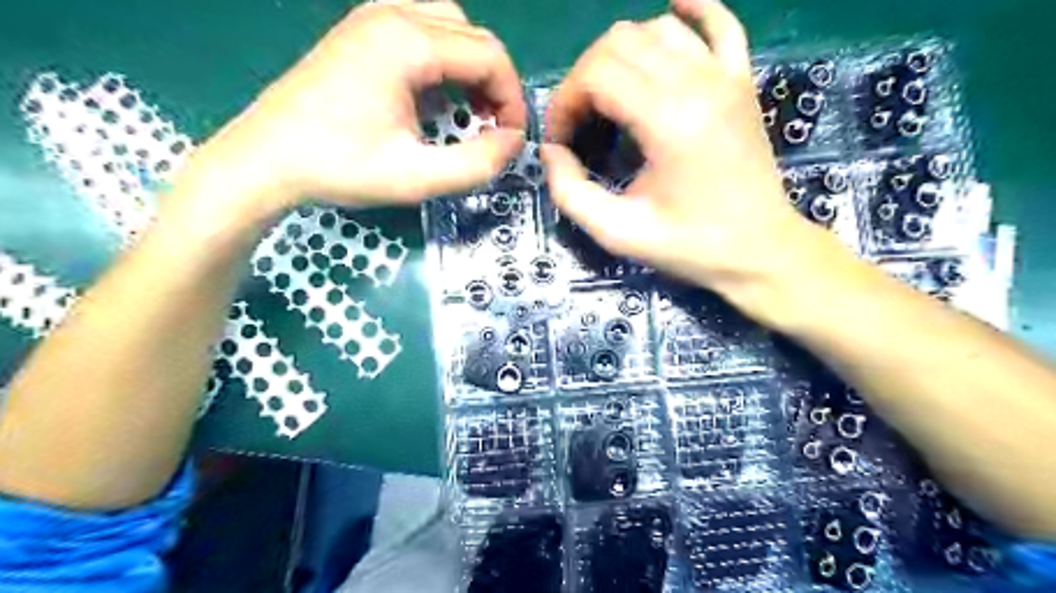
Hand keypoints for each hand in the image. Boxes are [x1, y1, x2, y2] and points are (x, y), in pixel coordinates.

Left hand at [180, 0, 531, 219]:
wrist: (266, 159)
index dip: (512, 100)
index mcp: (407, 42)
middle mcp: (393, 13)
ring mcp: (373, 17)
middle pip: (475, 37)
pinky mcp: (361, 31)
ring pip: (452, 28)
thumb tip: (514, 141)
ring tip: (470, 114)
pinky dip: (446, 63)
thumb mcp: (417, 178)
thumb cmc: (340, 168)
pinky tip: (438, 98)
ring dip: (473, 70)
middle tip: (492, 130)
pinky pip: (424, 31)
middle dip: (496, 85)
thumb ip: (478, 163)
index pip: (490, 56)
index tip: (510, 140)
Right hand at [539, 0, 819, 296]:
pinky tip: (673, 9)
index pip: (596, 74)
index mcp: (668, 120)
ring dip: (621, 56)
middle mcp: (698, 83)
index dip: (564, 102)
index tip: (561, 140)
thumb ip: (570, 192)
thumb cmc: (690, 245)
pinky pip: (719, 23)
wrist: (759, 250)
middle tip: (581, 123)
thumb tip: (552, 151)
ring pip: (657, 29)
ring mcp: (726, 75)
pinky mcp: (742, 81)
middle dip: (584, 79)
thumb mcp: (618, 233)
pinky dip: (691, 10)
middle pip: (619, 42)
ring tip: (612, 97)